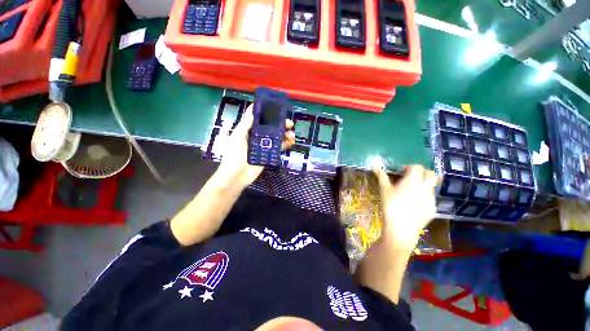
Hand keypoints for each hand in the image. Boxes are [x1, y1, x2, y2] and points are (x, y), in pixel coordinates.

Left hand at [216, 104, 294, 186]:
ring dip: (284, 135)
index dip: (263, 112)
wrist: (236, 176)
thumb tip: (253, 113)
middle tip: (289, 123)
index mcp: (246, 131)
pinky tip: (291, 142)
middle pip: (269, 127)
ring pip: (276, 137)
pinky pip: (277, 148)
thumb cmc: (234, 155)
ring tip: (292, 134)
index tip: (273, 106)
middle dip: (279, 124)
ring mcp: (263, 146)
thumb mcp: (237, 138)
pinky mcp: (268, 155)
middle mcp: (256, 137)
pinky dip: (284, 145)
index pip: (255, 119)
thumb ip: (245, 125)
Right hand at [373, 164, 438, 251]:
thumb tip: (375, 166)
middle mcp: (426, 187)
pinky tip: (413, 204)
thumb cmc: (390, 206)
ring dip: (423, 184)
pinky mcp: (433, 209)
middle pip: (430, 173)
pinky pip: (431, 198)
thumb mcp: (384, 189)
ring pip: (432, 186)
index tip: (401, 173)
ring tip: (411, 192)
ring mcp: (431, 198)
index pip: (417, 167)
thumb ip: (381, 176)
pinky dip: (424, 196)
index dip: (409, 167)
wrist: (401, 229)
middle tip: (410, 179)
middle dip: (422, 173)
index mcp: (413, 180)